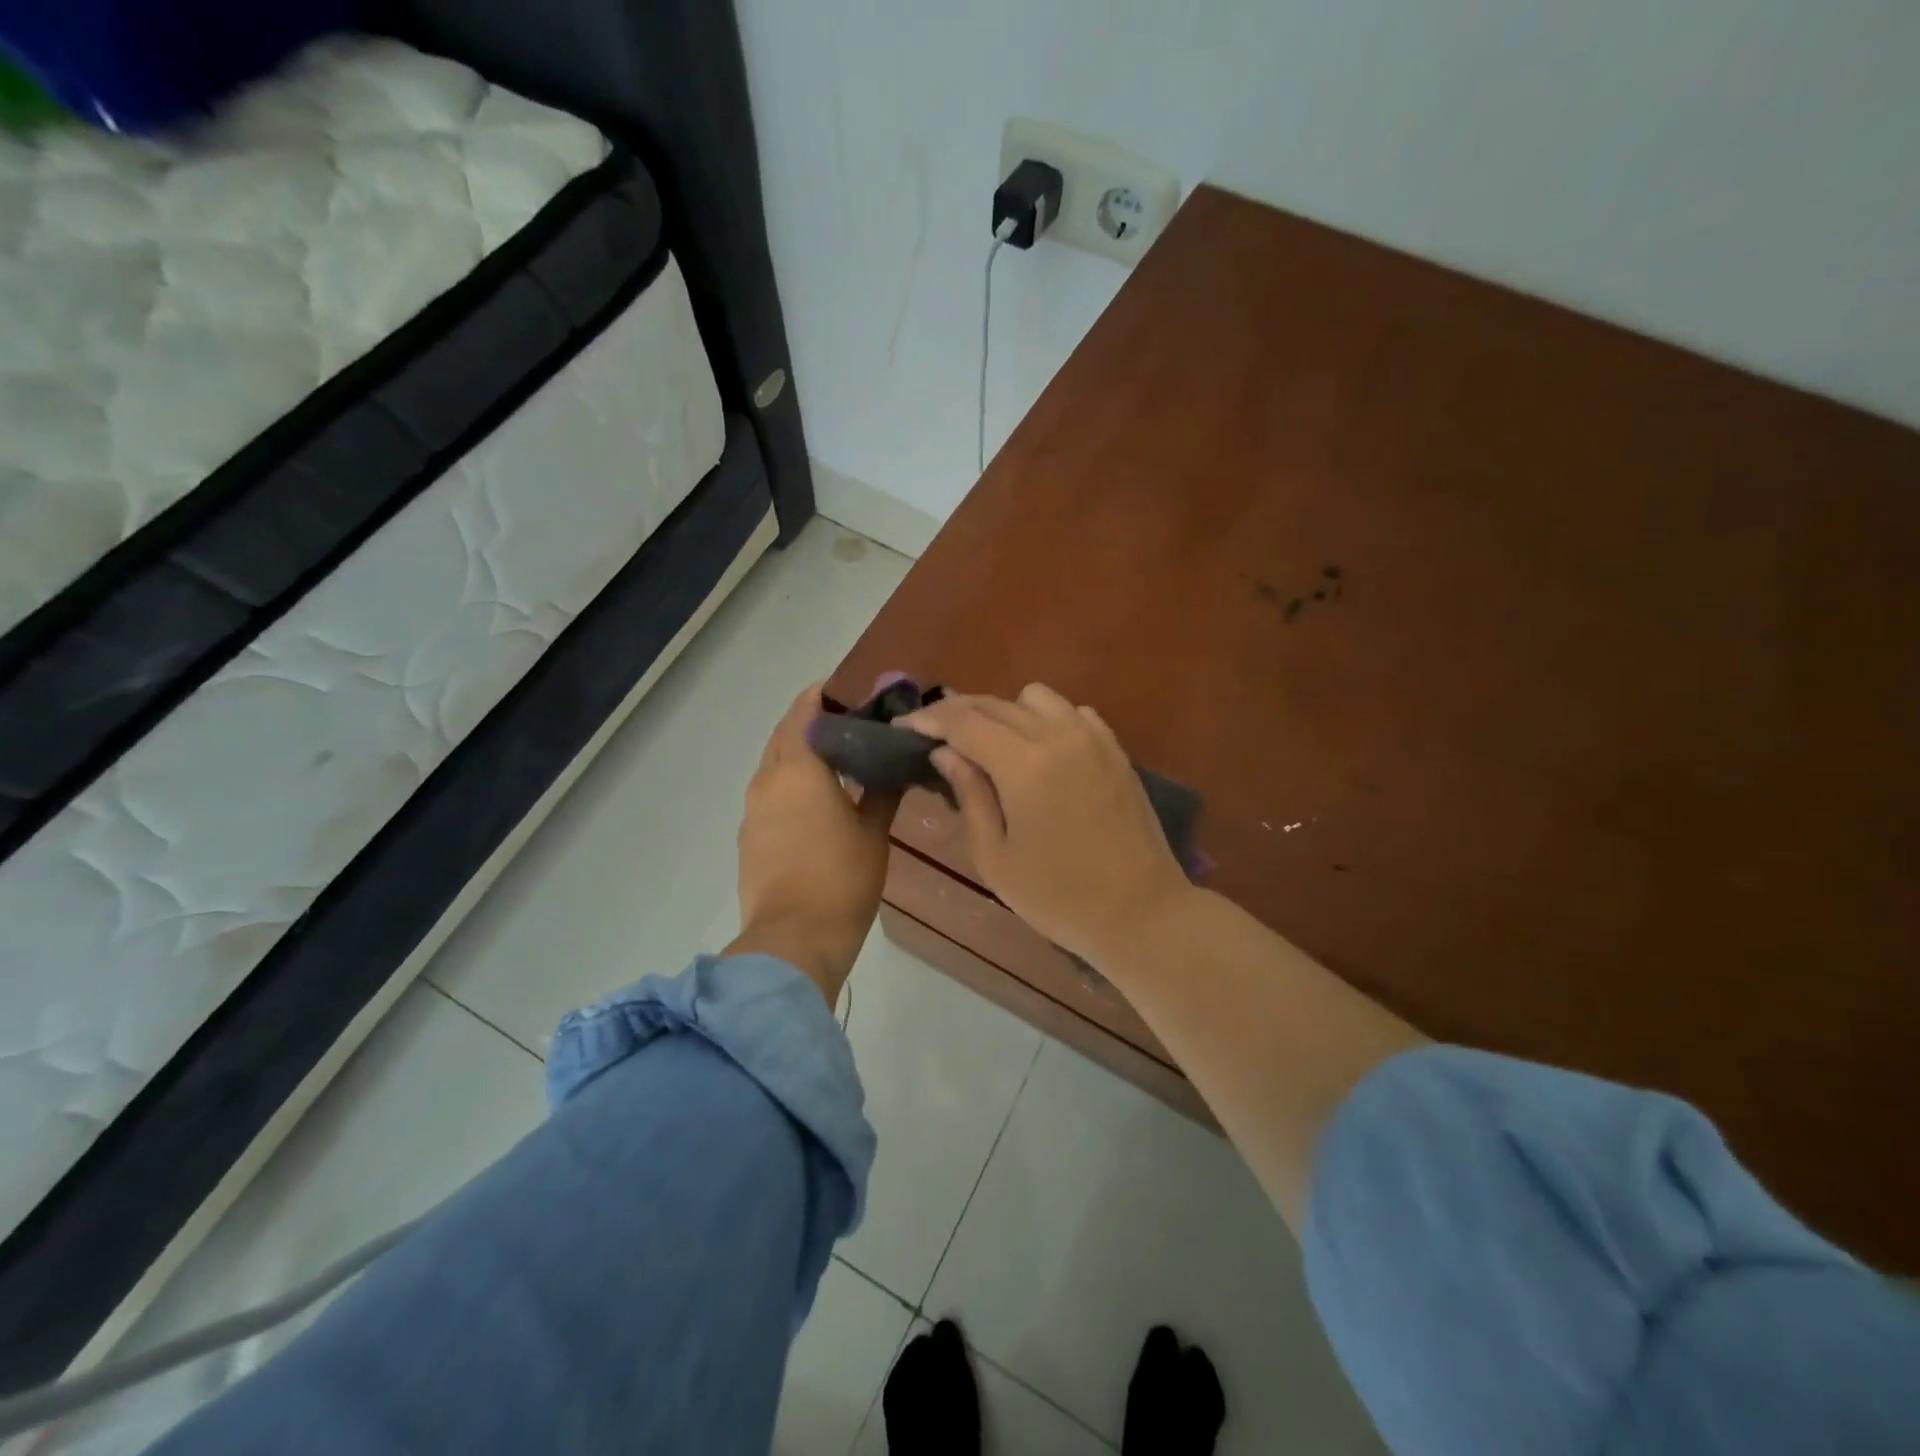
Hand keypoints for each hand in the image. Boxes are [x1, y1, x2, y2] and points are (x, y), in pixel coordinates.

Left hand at [727, 684, 898, 1003]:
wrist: (793, 939)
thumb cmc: (842, 879)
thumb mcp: (873, 832)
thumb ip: (883, 791)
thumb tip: (895, 765)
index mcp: (799, 768)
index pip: (804, 712)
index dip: (822, 696)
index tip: (847, 690)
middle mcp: (768, 780)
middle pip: (784, 735)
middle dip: (810, 722)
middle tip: (848, 724)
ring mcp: (753, 810)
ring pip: (774, 765)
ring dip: (799, 754)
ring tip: (837, 760)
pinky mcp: (749, 836)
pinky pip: (769, 794)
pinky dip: (789, 783)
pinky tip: (816, 800)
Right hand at [899, 684, 1190, 966]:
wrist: (1142, 913)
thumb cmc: (1059, 898)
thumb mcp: (996, 858)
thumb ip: (970, 796)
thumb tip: (946, 753)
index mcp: (1024, 765)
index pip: (963, 722)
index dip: (928, 720)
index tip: (903, 728)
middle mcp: (1059, 736)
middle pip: (995, 704)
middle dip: (958, 713)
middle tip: (934, 735)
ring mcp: (1093, 738)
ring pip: (1036, 697)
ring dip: (1004, 712)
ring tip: (991, 745)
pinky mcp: (1116, 750)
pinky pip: (1073, 713)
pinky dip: (1047, 720)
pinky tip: (1041, 751)